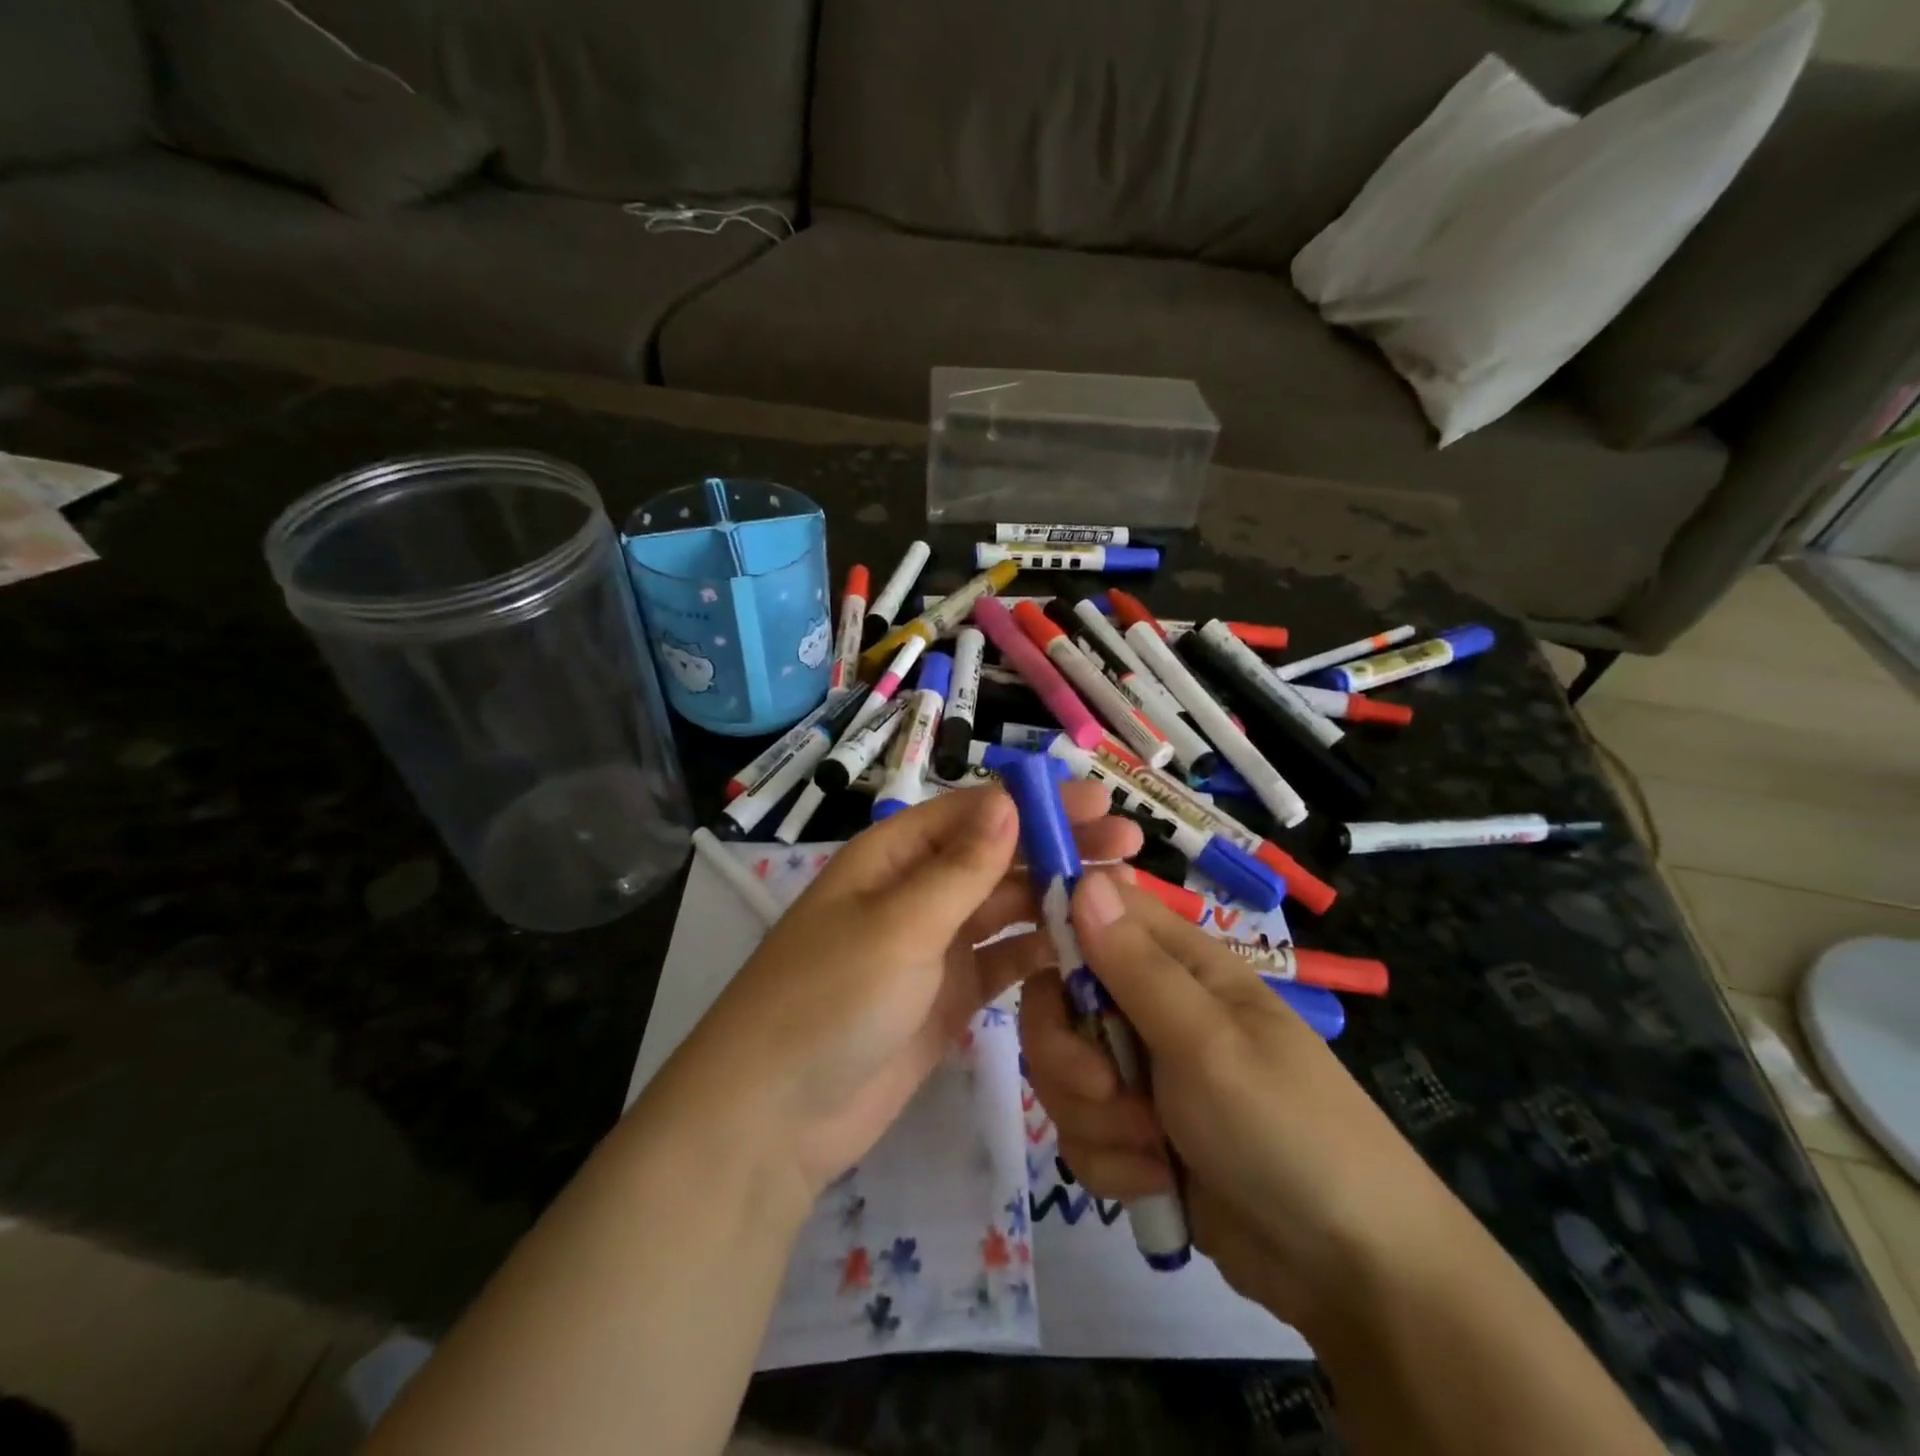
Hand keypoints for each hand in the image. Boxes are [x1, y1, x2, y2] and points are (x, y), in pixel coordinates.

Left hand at [664, 784, 1141, 1202]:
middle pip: (998, 857)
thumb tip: (1009, 800)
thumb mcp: (898, 925)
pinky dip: (1041, 952)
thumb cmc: (830, 998)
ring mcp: (935, 946)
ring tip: (1121, 892)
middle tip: (1129, 843)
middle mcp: (917, 892)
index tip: (1101, 800)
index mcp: (894, 856)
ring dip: (1058, 897)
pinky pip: (1005, 961)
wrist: (776, 1117)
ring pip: (1007, 908)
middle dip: (1059, 846)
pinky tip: (1087, 946)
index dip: (1037, 803)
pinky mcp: (950, 995)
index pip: (975, 813)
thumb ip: (961, 868)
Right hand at [1019, 871, 1458, 1328]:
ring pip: (1063, 1071)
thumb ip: (1135, 966)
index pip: (1095, 912)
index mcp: (1177, 964)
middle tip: (1103, 1088)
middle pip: (1059, 1000)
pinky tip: (1157, 1182)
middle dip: (1066, 1053)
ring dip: (1095, 1118)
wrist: (1346, 1269)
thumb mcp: (1206, 1041)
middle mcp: (1151, 1008)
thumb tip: (1084, 878)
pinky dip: (1112, 1162)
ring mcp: (1141, 1073)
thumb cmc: (1284, 1128)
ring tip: (1152, 1151)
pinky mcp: (1135, 1133)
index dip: (1057, 928)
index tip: (1036, 967)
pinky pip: (1081, 1130)